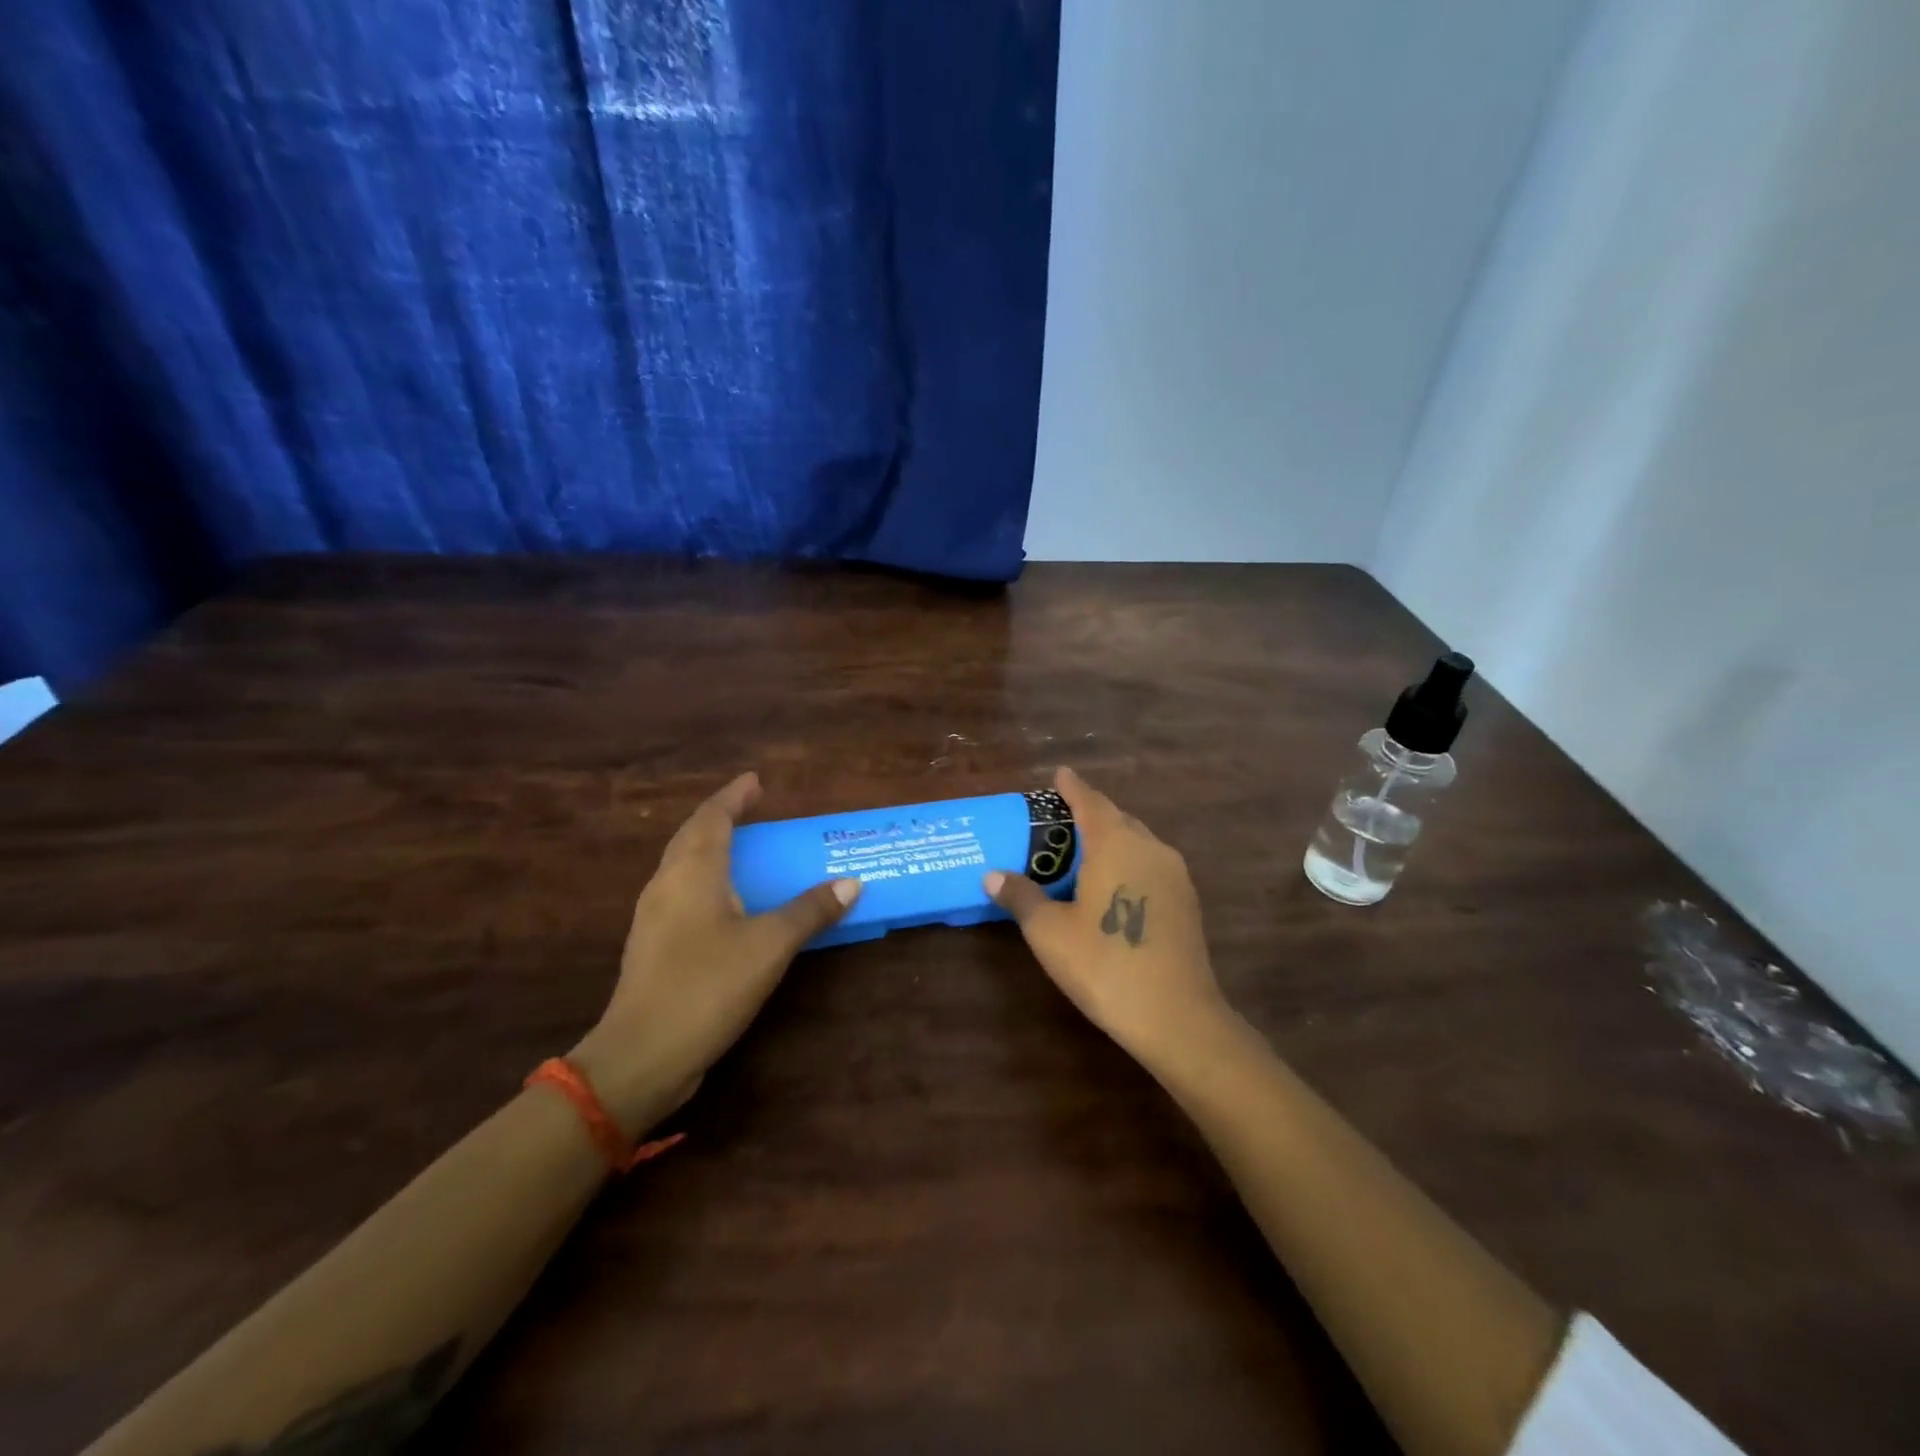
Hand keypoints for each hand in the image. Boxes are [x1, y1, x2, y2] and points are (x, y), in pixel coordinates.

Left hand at [570, 772, 859, 1133]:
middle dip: (721, 817)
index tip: (756, 781)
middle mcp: (667, 884)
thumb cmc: (707, 985)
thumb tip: (851, 883)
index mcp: (693, 871)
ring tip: (743, 848)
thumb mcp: (770, 945)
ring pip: (683, 865)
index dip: (734, 796)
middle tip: (753, 809)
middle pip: (692, 836)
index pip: (712, 817)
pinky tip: (726, 902)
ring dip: (711, 848)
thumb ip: (810, 911)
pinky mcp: (652, 946)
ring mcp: (653, 917)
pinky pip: (682, 893)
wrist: (642, 1055)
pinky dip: (707, 880)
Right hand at [985, 767, 1229, 1065]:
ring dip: (1111, 837)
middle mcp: (1149, 847)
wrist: (1176, 1015)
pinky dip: (1128, 860)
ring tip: (1083, 850)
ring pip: (1137, 841)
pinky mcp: (1186, 900)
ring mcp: (1174, 873)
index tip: (1059, 773)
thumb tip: (992, 875)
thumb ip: (1021, 896)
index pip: (1089, 801)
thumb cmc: (1104, 965)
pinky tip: (1113, 883)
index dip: (1072, 786)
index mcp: (1115, 843)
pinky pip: (1150, 863)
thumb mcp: (1049, 932)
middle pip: (1116, 817)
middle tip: (1060, 819)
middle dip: (1090, 812)